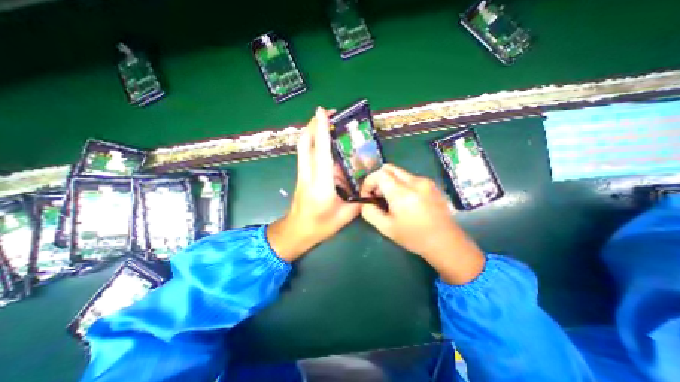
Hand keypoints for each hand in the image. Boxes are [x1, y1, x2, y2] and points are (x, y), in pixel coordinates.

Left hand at [267, 108, 360, 262]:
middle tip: (327, 114)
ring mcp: (303, 174)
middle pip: (305, 143)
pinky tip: (330, 150)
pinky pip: (307, 155)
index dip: (322, 130)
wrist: (296, 232)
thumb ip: (358, 200)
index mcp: (321, 185)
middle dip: (313, 125)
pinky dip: (315, 146)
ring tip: (330, 127)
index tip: (322, 111)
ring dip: (314, 133)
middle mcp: (308, 175)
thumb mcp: (345, 216)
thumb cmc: (319, 226)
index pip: (321, 152)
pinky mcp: (302, 176)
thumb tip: (368, 187)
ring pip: (304, 147)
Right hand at [360, 165, 482, 283]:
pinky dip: (401, 184)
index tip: (367, 195)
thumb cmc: (414, 237)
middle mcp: (414, 182)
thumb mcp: (386, 228)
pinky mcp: (431, 184)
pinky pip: (409, 177)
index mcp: (402, 193)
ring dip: (389, 182)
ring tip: (392, 200)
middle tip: (378, 196)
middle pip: (389, 168)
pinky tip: (406, 201)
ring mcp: (425, 181)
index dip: (369, 182)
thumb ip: (370, 212)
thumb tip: (365, 202)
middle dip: (378, 180)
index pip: (379, 174)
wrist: (446, 242)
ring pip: (399, 172)